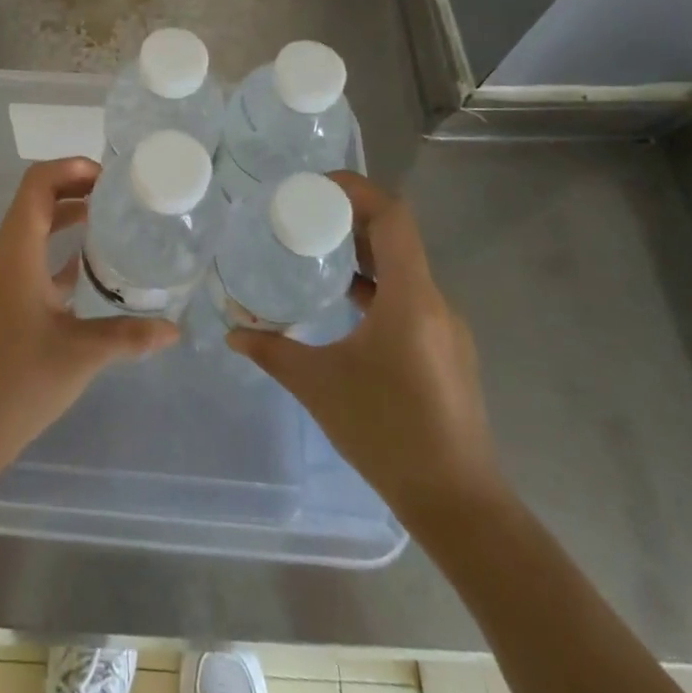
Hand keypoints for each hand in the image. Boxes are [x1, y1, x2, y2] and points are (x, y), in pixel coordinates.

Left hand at [0, 158, 179, 473]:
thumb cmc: (19, 382)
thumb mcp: (81, 354)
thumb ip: (129, 335)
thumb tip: (175, 329)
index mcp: (16, 251)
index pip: (37, 184)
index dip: (71, 168)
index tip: (110, 177)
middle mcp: (5, 254)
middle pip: (36, 199)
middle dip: (75, 187)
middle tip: (120, 195)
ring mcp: (2, 276)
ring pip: (34, 226)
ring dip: (67, 215)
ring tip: (112, 219)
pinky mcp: (5, 298)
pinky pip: (33, 254)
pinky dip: (60, 247)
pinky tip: (92, 265)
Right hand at [228, 172, 507, 530]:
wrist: (459, 505)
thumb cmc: (387, 433)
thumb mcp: (318, 385)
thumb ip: (271, 351)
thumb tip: (232, 332)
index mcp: (410, 297)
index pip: (393, 217)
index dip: (357, 191)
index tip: (315, 187)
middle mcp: (435, 302)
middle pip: (397, 237)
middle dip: (350, 218)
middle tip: (303, 215)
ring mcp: (445, 328)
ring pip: (403, 268)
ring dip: (363, 254)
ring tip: (316, 252)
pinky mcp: (445, 351)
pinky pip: (409, 297)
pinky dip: (376, 285)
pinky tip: (344, 304)